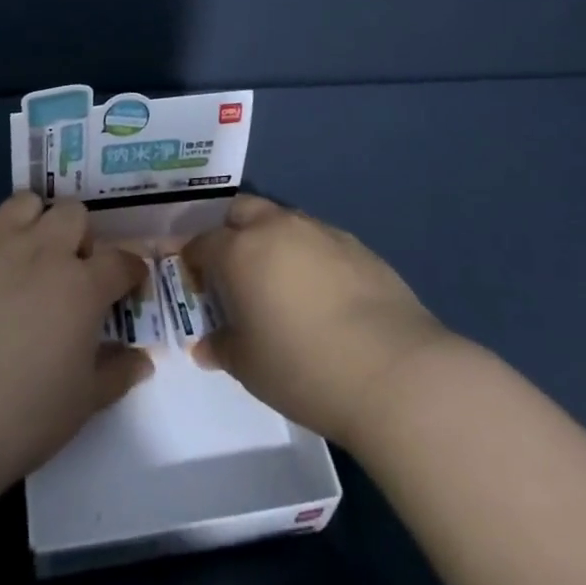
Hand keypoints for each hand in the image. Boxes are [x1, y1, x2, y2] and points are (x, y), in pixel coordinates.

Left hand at [0, 191, 153, 488]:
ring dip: (31, 222)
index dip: (128, 272)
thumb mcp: (84, 403)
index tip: (124, 287)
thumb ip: (117, 373)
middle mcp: (43, 250)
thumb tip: (143, 360)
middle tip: (66, 270)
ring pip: (25, 201)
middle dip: (78, 236)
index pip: (122, 260)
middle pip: (74, 213)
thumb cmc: (23, 417)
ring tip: (21, 253)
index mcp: (83, 286)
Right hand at [184, 195, 451, 451]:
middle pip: (239, 212)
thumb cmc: (304, 368)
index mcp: (240, 250)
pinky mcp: (358, 246)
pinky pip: (317, 240)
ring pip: (282, 221)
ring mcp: (321, 232)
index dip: (190, 261)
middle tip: (230, 271)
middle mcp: (277, 228)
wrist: (395, 372)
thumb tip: (206, 344)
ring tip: (277, 282)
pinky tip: (319, 293)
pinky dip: (307, 255)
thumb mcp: (248, 367)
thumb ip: (221, 347)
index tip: (192, 284)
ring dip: (269, 240)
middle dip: (227, 232)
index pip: (200, 242)